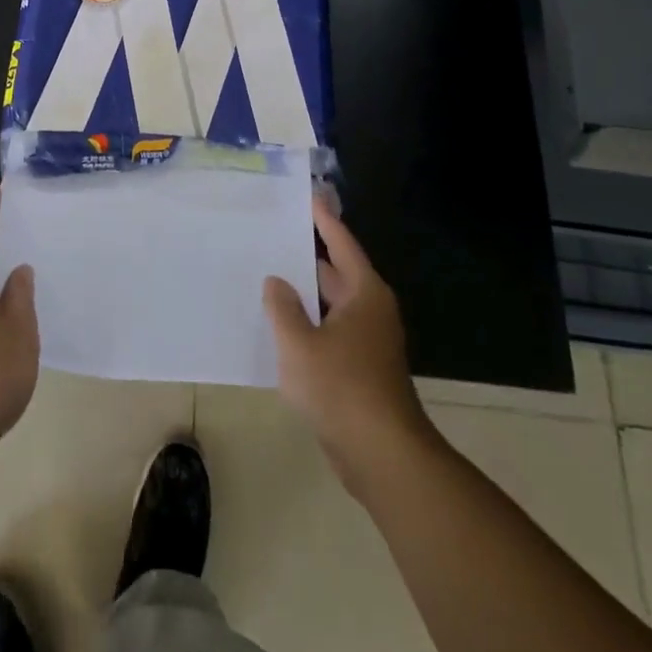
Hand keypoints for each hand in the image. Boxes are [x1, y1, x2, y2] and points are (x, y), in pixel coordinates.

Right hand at [264, 196, 429, 489]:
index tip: (310, 196)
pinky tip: (281, 328)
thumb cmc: (341, 388)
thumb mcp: (299, 343)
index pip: (342, 244)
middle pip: (337, 273)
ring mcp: (368, 343)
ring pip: (331, 306)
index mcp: (364, 294)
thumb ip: (283, 307)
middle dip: (308, 257)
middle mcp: (370, 312)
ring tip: (269, 276)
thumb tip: (277, 282)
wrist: (382, 456)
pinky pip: (330, 333)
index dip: (325, 220)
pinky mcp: (361, 370)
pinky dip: (309, 324)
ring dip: (305, 295)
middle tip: (275, 236)